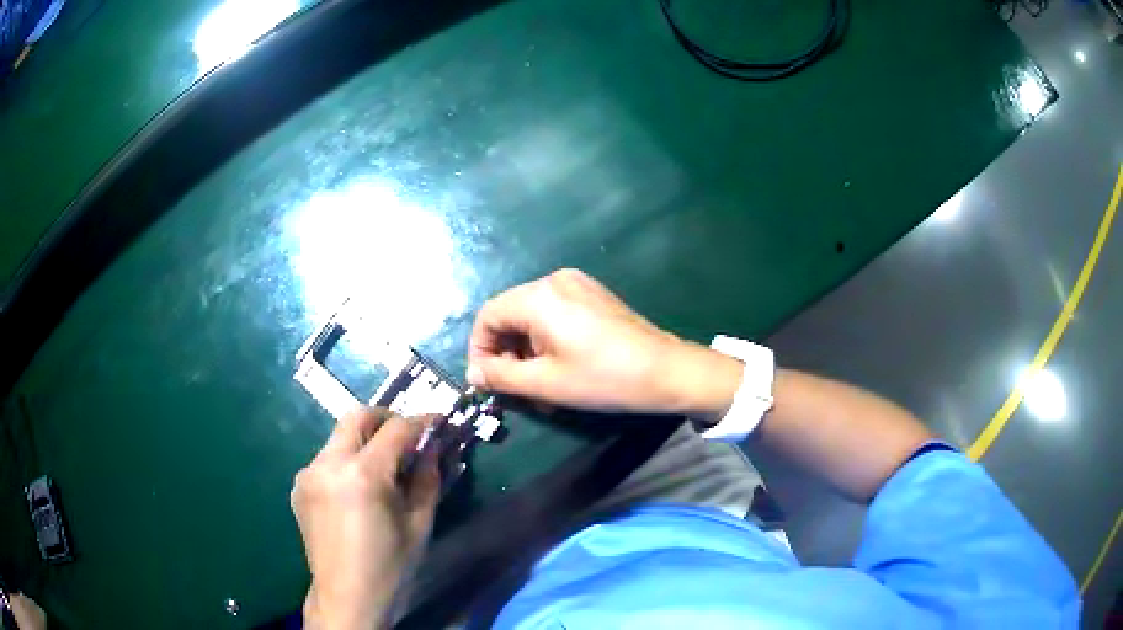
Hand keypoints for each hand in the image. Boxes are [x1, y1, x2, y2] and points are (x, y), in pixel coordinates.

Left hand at [291, 408, 439, 629]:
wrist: (347, 597)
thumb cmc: (391, 566)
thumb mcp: (419, 523)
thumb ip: (427, 477)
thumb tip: (434, 446)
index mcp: (363, 474)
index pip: (396, 429)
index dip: (422, 421)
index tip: (439, 422)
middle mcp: (328, 463)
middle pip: (358, 416)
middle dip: (387, 420)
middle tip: (408, 438)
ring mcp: (308, 473)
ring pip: (339, 437)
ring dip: (365, 441)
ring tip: (384, 469)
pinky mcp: (299, 486)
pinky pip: (326, 459)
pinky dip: (347, 461)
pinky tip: (358, 489)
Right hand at [467, 268, 742, 416]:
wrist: (666, 371)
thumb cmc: (603, 379)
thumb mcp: (545, 383)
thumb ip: (501, 376)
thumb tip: (473, 373)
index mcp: (539, 296)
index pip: (487, 316)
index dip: (479, 349)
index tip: (486, 382)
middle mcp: (554, 280)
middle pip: (509, 314)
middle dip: (506, 352)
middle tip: (516, 389)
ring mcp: (577, 284)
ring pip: (532, 316)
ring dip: (527, 350)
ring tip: (541, 385)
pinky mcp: (593, 294)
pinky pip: (554, 313)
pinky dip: (547, 339)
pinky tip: (561, 367)